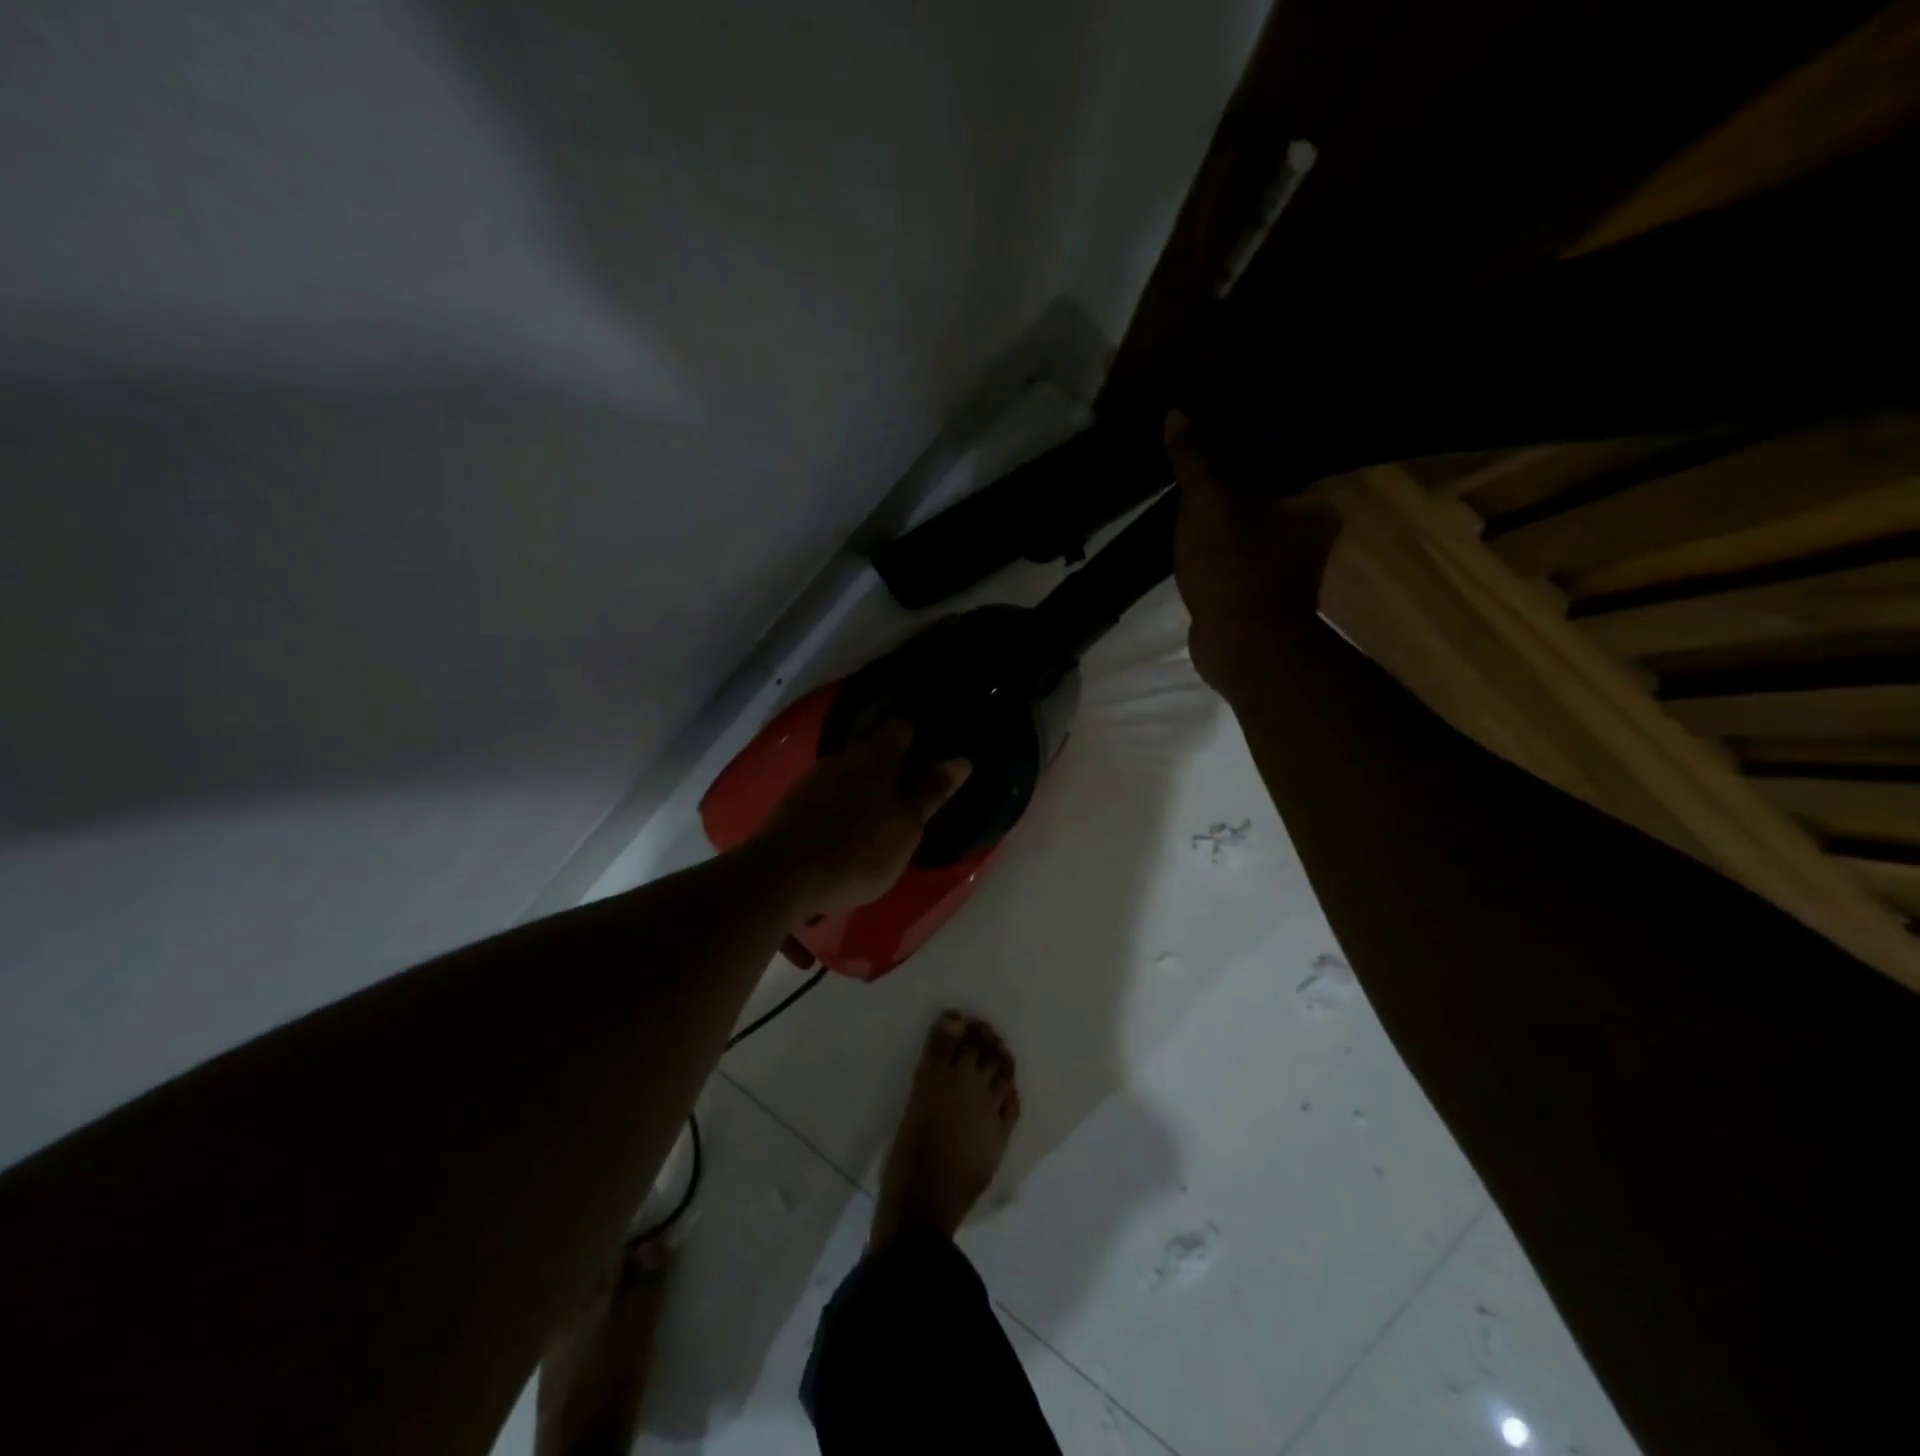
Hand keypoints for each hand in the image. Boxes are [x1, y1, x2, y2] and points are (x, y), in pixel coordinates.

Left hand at [750, 720, 970, 915]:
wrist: (782, 876)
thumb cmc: (858, 850)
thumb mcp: (906, 827)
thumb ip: (931, 792)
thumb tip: (962, 760)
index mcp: (875, 757)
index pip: (900, 728)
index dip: (916, 734)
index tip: (929, 747)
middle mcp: (842, 758)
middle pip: (871, 750)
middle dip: (889, 764)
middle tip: (909, 785)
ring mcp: (813, 780)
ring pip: (846, 774)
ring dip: (862, 787)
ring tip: (879, 812)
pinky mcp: (792, 805)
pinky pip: (826, 796)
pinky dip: (840, 806)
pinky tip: (846, 829)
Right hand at [1166, 410, 1340, 694]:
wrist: (1241, 648)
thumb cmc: (1236, 568)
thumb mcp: (1209, 504)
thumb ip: (1195, 460)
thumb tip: (1177, 412)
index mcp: (1313, 504)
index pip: (1280, 458)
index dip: (1245, 441)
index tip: (1212, 426)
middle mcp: (1307, 531)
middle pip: (1259, 492)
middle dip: (1226, 480)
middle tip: (1190, 455)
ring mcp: (1280, 566)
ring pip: (1242, 526)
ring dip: (1215, 515)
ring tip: (1181, 489)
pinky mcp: (1253, 591)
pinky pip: (1228, 555)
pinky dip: (1209, 547)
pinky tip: (1184, 533)